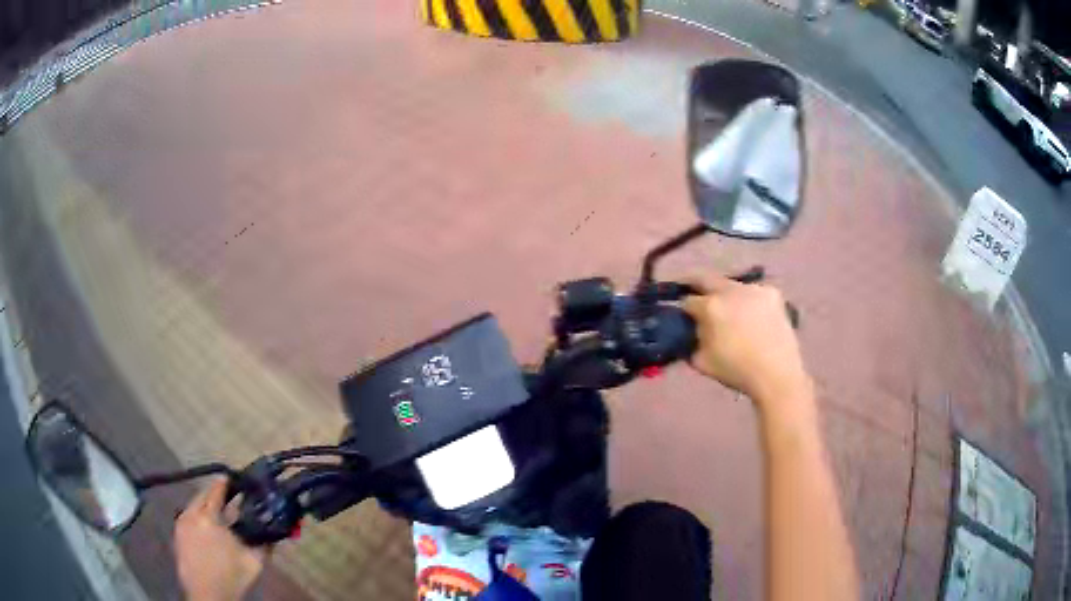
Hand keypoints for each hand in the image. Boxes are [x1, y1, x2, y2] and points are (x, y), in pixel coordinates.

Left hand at [175, 478, 268, 600]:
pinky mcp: (177, 535)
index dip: (225, 483)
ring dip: (205, 506)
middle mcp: (191, 514)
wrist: (208, 595)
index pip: (215, 491)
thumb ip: (264, 543)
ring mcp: (181, 524)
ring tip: (218, 513)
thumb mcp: (254, 562)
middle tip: (227, 496)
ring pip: (193, 506)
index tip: (232, 477)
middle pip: (201, 495)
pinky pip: (187, 517)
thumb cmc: (232, 577)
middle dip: (213, 493)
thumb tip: (276, 530)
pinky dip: (197, 517)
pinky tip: (207, 528)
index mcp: (209, 517)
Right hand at [682, 274, 812, 411]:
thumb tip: (689, 332)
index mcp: (710, 307)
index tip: (683, 316)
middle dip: (696, 285)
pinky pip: (752, 292)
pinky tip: (750, 314)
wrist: (777, 375)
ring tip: (728, 309)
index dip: (683, 309)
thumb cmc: (736, 371)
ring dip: (725, 294)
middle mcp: (730, 290)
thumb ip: (690, 342)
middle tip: (693, 294)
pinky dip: (747, 300)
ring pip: (731, 285)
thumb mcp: (702, 362)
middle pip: (706, 279)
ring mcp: (753, 288)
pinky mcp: (772, 293)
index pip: (687, 300)